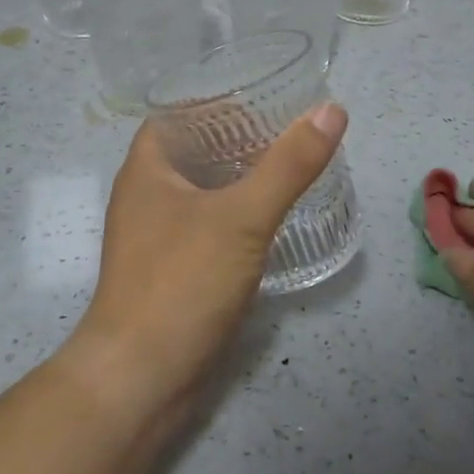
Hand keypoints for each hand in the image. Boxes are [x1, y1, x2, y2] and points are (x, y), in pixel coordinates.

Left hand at [61, 104, 348, 420]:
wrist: (142, 377)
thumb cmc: (182, 282)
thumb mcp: (242, 217)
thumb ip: (288, 165)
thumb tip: (331, 110)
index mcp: (146, 169)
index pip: (178, 113)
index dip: (217, 99)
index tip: (264, 97)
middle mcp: (145, 196)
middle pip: (193, 151)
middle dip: (237, 138)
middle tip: (289, 130)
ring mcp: (156, 237)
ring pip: (202, 191)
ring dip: (239, 177)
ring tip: (289, 166)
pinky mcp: (172, 271)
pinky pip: (207, 226)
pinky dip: (236, 214)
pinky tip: (271, 219)